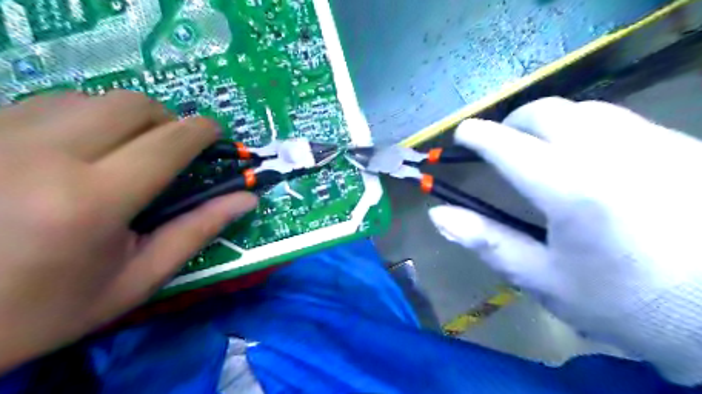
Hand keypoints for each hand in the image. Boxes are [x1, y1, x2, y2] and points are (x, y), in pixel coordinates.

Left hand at [0, 91, 254, 372]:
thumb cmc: (49, 307)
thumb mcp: (138, 278)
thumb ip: (197, 231)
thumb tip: (247, 199)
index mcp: (91, 201)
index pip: (167, 142)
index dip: (202, 131)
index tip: (216, 134)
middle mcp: (41, 155)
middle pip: (131, 105)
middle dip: (167, 121)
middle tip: (172, 149)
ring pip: (90, 98)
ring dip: (126, 119)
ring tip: (127, 152)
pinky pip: (49, 103)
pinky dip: (84, 118)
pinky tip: (80, 150)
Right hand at [427, 97, 701, 384]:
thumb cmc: (622, 303)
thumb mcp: (543, 280)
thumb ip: (487, 241)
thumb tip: (437, 215)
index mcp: (571, 190)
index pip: (508, 145)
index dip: (478, 135)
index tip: (462, 135)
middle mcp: (612, 154)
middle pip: (546, 112)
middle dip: (512, 123)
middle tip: (500, 145)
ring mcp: (654, 144)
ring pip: (584, 110)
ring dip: (548, 123)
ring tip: (538, 149)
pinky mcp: (683, 146)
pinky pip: (619, 120)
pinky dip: (585, 128)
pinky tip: (587, 158)